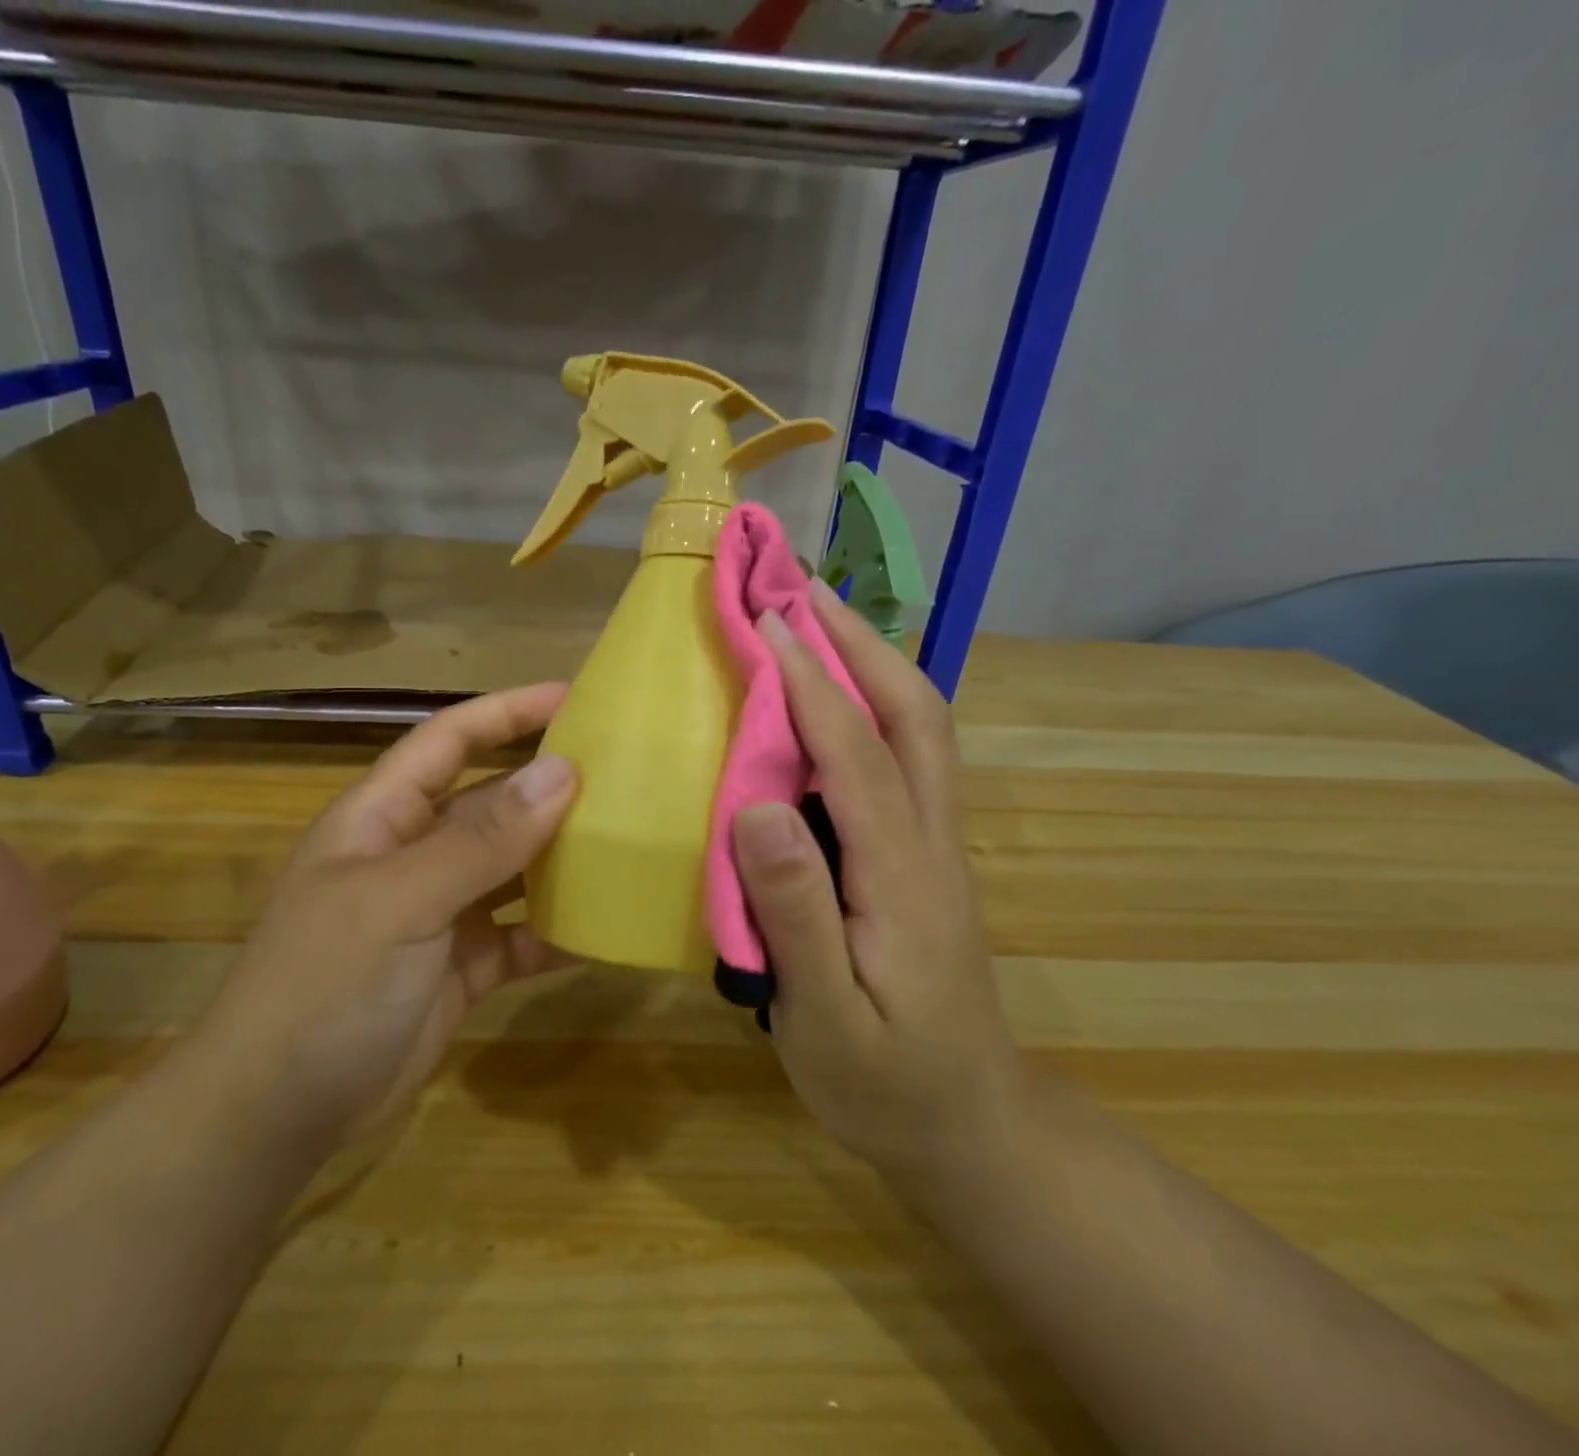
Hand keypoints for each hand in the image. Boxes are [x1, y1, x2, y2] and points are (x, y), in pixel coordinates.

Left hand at [189, 686, 577, 1158]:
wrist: (277, 1113)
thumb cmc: (326, 985)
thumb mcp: (402, 900)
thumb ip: (482, 839)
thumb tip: (563, 771)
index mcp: (383, 816)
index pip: (450, 739)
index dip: (507, 711)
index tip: (574, 698)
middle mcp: (413, 854)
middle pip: (490, 802)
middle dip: (549, 785)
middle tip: (624, 775)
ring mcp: (439, 913)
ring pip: (511, 868)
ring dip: (560, 858)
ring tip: (628, 842)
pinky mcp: (461, 968)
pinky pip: (520, 936)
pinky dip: (557, 932)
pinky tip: (604, 929)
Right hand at [731, 584, 1021, 1191]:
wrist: (972, 1128)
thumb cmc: (888, 1084)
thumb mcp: (828, 1020)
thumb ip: (795, 915)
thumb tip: (758, 807)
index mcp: (903, 877)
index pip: (858, 755)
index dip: (812, 682)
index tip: (767, 622)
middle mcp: (933, 843)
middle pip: (915, 717)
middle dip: (863, 643)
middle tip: (805, 590)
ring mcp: (938, 847)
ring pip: (920, 731)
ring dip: (874, 663)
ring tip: (819, 622)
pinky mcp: (928, 858)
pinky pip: (909, 759)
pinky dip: (876, 706)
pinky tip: (836, 700)